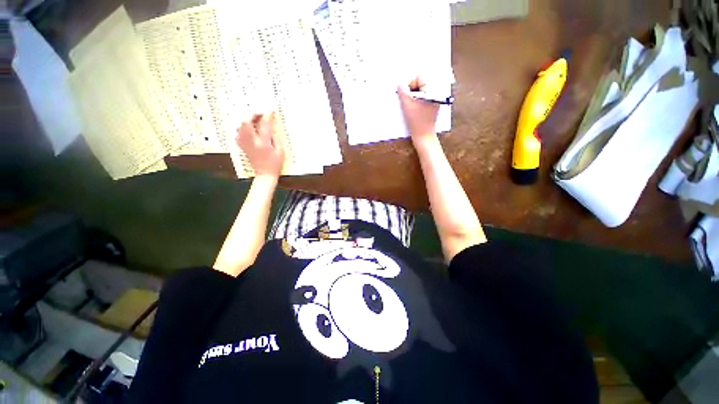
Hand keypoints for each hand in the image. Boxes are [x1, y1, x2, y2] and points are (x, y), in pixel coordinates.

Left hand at [236, 112, 284, 177]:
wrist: (264, 175)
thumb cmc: (275, 164)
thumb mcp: (281, 151)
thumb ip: (276, 138)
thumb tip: (272, 127)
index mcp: (263, 143)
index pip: (264, 125)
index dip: (267, 116)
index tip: (271, 111)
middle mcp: (252, 141)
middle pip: (247, 122)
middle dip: (253, 115)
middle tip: (261, 114)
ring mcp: (245, 144)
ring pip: (241, 126)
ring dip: (247, 120)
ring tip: (255, 120)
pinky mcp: (242, 146)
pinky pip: (239, 133)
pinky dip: (243, 128)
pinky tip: (249, 129)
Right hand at [397, 77, 439, 146]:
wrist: (424, 136)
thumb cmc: (416, 121)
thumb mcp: (407, 105)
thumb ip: (403, 92)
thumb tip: (400, 84)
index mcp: (432, 90)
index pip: (419, 77)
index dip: (409, 83)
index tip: (404, 93)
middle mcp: (435, 92)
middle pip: (420, 83)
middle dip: (411, 89)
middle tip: (405, 99)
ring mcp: (434, 100)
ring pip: (421, 91)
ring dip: (412, 95)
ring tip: (408, 105)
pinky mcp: (431, 106)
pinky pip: (423, 98)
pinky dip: (416, 100)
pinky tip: (412, 109)